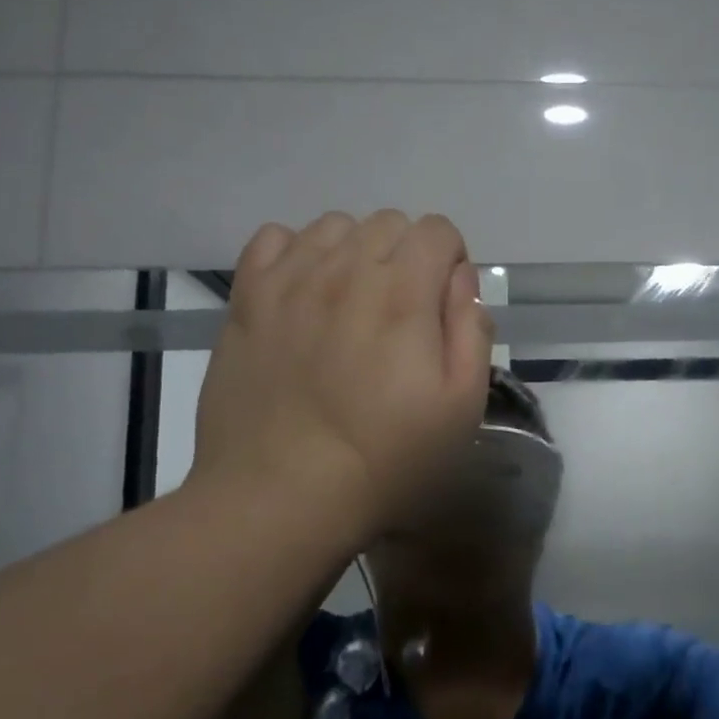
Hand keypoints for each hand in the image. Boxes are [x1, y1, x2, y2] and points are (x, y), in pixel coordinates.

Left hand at [189, 210, 494, 539]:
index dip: (449, 261)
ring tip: (350, 302)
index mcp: (404, 293)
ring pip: (334, 226)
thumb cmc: (384, 460)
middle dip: (407, 256)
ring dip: (354, 252)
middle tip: (399, 314)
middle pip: (388, 223)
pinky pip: (274, 238)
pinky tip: (302, 292)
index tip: (441, 306)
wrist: (280, 496)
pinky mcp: (247, 298)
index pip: (436, 229)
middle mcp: (346, 269)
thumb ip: (471, 331)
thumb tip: (460, 280)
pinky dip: (296, 253)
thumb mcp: (461, 408)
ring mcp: (290, 280)